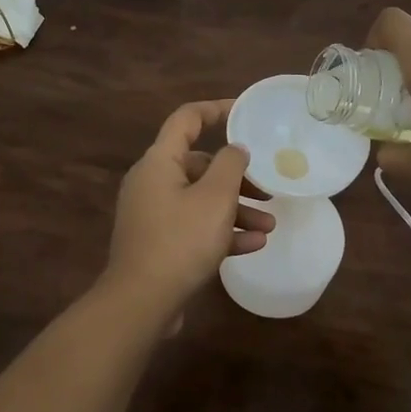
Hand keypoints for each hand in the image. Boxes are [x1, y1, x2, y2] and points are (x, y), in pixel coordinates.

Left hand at [103, 100, 273, 324]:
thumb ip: (230, 165)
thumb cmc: (180, 240)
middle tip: (266, 189)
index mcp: (160, 161)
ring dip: (235, 209)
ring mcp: (153, 213)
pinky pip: (194, 226)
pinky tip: (254, 244)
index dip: (215, 110)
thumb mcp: (215, 198)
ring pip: (200, 199)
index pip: (187, 119)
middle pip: (200, 165)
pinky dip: (221, 231)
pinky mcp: (158, 241)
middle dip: (237, 178)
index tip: (244, 112)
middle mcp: (152, 181)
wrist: (141, 302)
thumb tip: (235, 148)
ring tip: (269, 224)